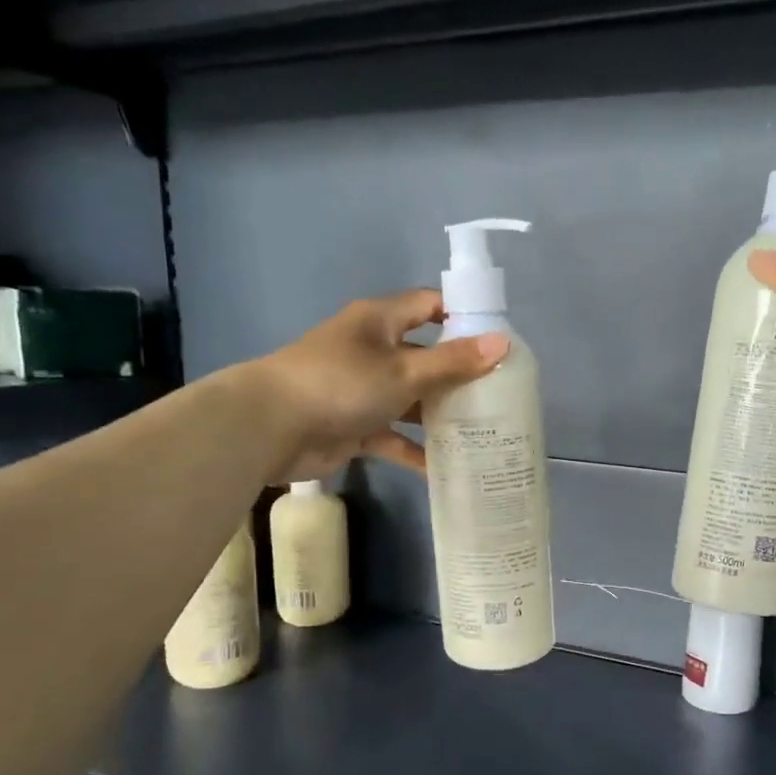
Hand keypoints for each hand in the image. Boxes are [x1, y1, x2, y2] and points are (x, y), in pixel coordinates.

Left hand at [251, 289, 506, 480]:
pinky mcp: (356, 425)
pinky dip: (415, 450)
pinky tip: (446, 468)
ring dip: (441, 416)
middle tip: (501, 394)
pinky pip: (394, 435)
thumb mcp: (404, 371)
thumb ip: (453, 362)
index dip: (464, 317)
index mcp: (381, 322)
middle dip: (460, 375)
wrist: (272, 428)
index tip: (500, 340)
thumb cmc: (341, 384)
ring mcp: (364, 389)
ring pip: (412, 399)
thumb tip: (504, 343)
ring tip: (484, 432)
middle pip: (426, 357)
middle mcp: (374, 350)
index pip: (430, 306)